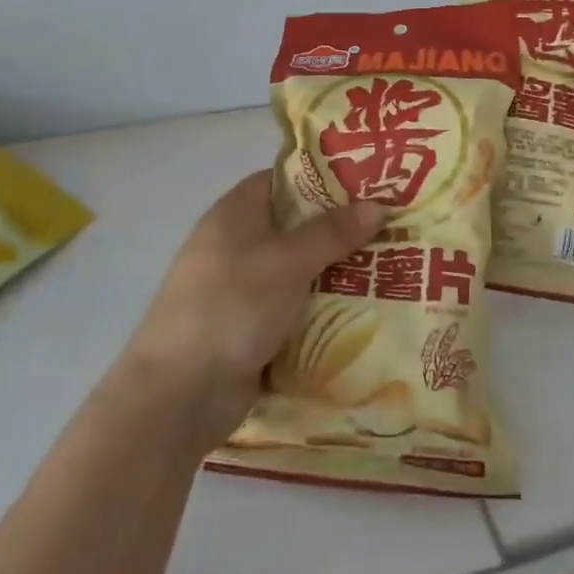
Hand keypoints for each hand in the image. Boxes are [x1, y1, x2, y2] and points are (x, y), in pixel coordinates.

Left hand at [125, 171, 385, 450]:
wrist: (180, 395)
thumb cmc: (232, 306)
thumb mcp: (287, 261)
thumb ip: (333, 232)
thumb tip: (378, 205)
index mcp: (235, 214)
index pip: (283, 180)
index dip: (324, 178)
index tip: (368, 182)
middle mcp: (237, 245)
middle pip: (297, 226)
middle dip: (342, 228)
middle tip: (393, 225)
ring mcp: (243, 290)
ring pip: (301, 270)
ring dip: (338, 271)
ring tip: (393, 265)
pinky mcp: (251, 328)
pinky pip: (296, 308)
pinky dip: (324, 308)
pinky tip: (368, 309)